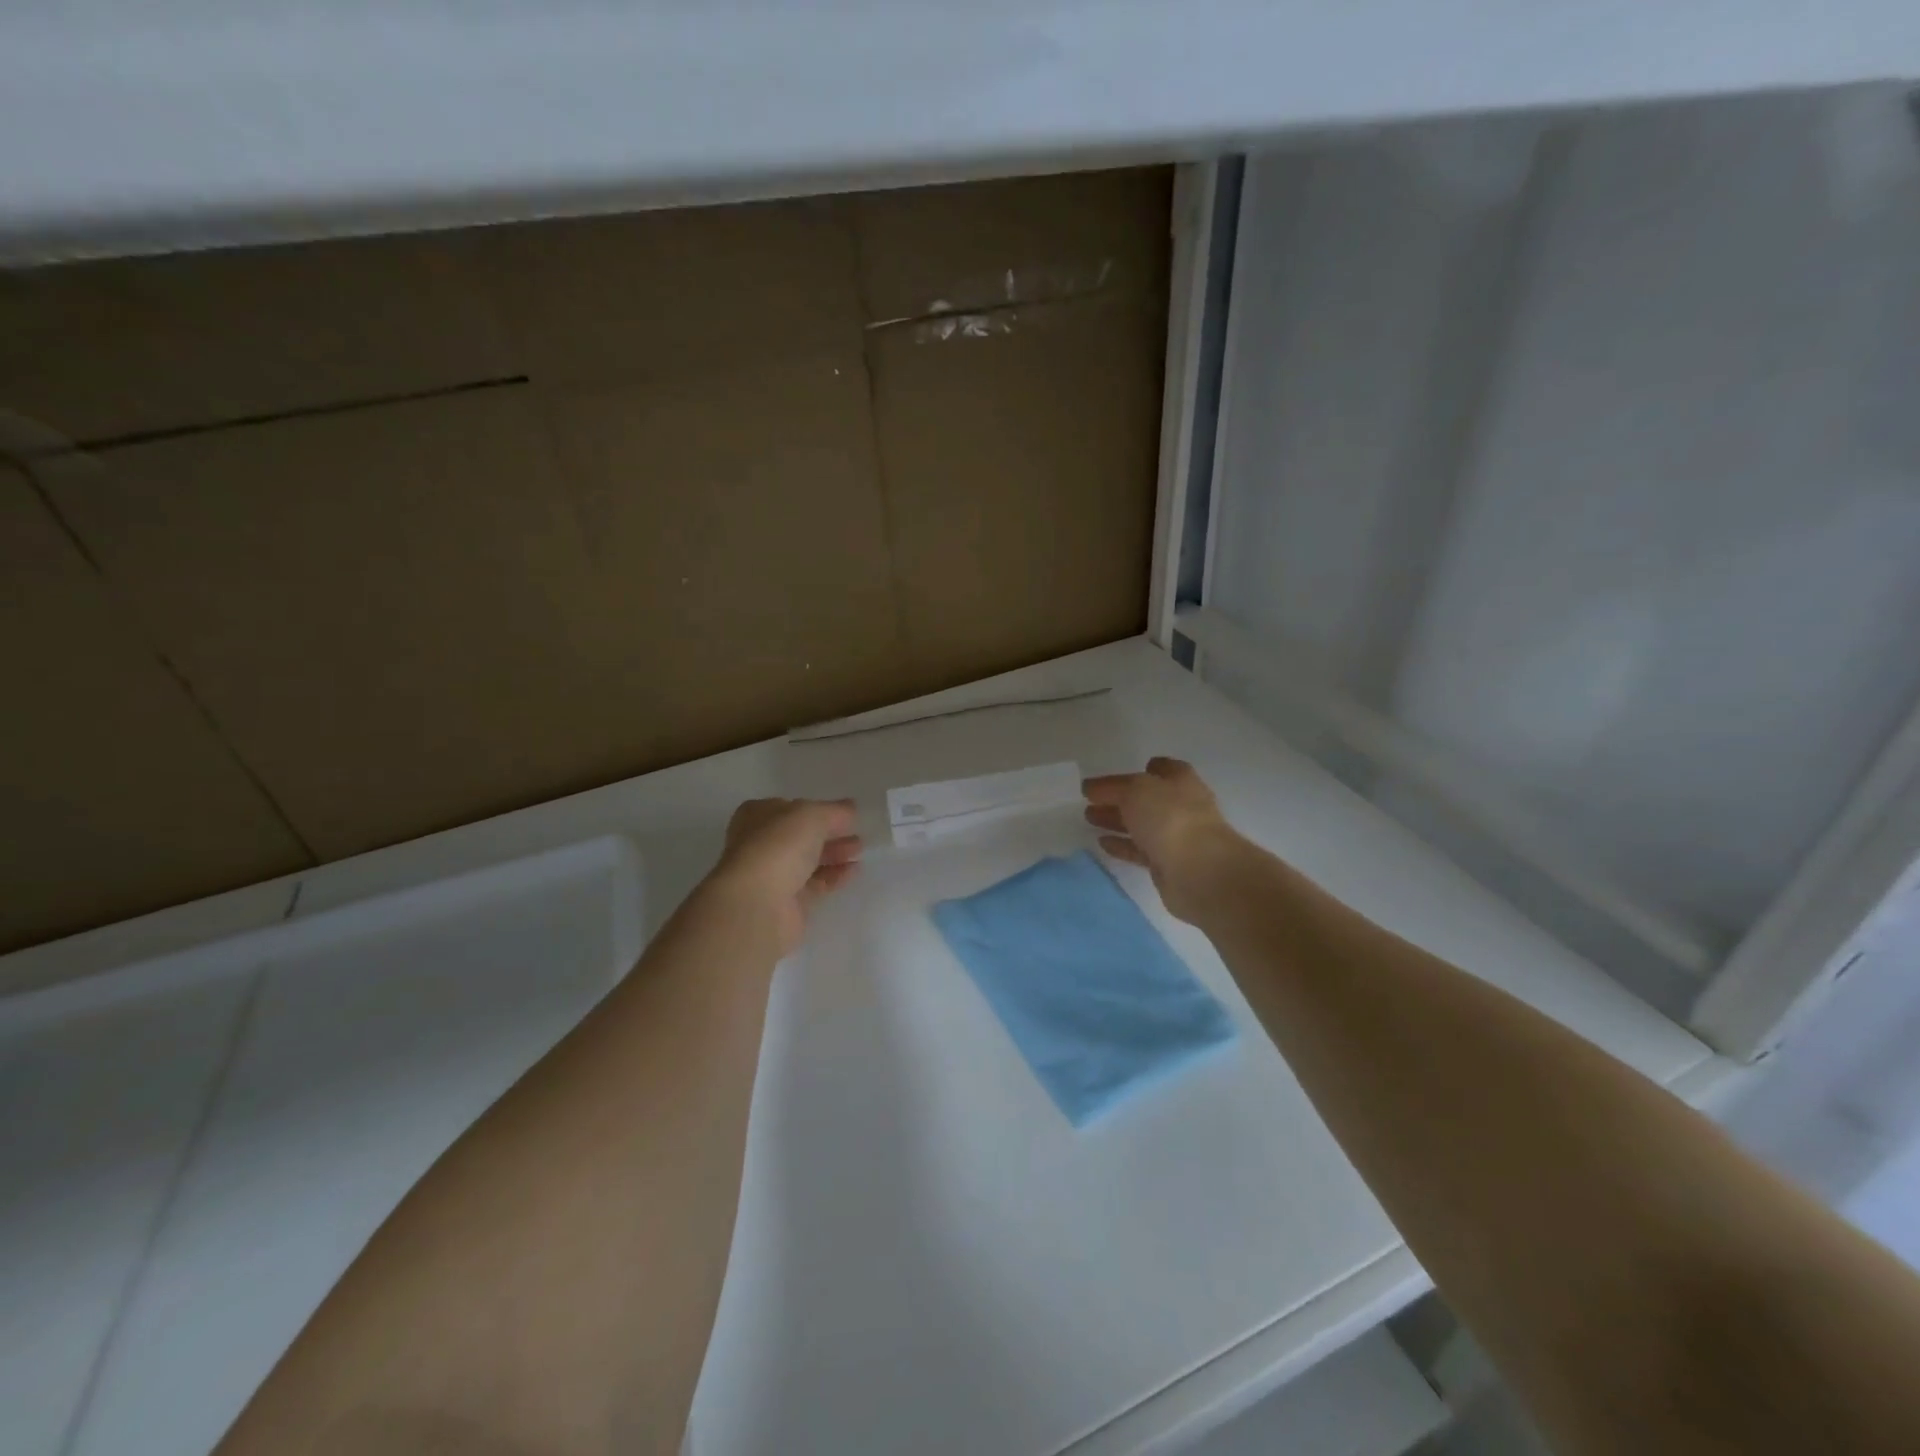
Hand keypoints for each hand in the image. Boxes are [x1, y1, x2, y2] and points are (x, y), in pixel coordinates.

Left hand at [707, 798, 862, 954]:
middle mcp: (761, 843)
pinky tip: (854, 871)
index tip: (845, 814)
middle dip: (830, 833)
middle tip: (857, 833)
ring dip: (834, 854)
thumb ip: (835, 811)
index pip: (791, 808)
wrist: (757, 904)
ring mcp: (772, 875)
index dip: (817, 809)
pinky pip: (815, 884)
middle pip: (801, 836)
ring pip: (808, 860)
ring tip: (860, 850)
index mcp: (758, 816)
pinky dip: (834, 876)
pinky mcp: (787, 902)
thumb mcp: (813, 815)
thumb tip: (851, 809)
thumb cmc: (779, 847)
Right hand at [1083, 757, 1243, 922]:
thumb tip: (1090, 787)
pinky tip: (1102, 843)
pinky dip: (1122, 845)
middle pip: (1147, 798)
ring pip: (1141, 825)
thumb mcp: (1135, 790)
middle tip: (1089, 800)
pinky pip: (1140, 850)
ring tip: (1088, 818)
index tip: (1115, 777)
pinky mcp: (1168, 864)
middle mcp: (1182, 806)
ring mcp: (1176, 837)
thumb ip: (1111, 787)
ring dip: (1116, 820)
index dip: (1140, 770)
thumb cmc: (1170, 818)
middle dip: (1119, 798)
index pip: (1162, 769)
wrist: (1199, 871)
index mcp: (1180, 781)